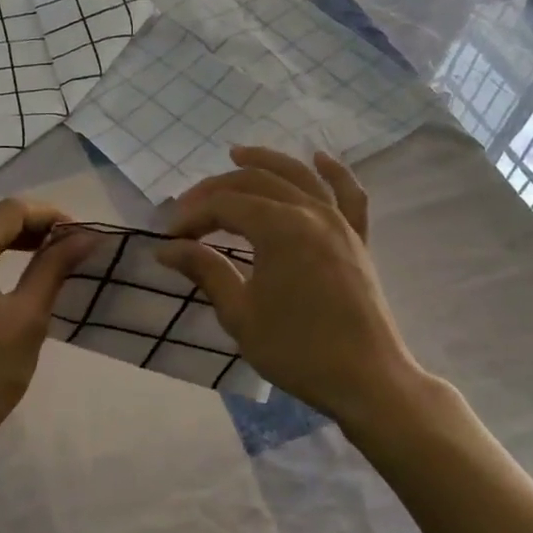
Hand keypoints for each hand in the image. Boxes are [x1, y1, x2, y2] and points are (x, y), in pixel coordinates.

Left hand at [0, 197, 100, 469]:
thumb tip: (87, 236)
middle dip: (30, 229)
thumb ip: (54, 267)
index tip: (83, 236)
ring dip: (7, 244)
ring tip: (45, 260)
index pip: (9, 211)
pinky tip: (5, 277)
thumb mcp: (27, 319)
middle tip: (69, 249)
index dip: (51, 217)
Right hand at [158, 147, 423, 425]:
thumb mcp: (240, 314)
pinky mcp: (358, 239)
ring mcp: (340, 223)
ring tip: (237, 154)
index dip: (192, 217)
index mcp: (280, 228)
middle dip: (216, 191)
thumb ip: (206, 271)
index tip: (168, 239)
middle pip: (257, 183)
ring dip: (266, 161)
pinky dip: (335, 172)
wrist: (364, 379)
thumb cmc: (296, 350)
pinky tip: (320, 157)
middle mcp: (311, 213)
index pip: (225, 206)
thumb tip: (168, 249)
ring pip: (299, 176)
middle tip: (187, 211)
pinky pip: (349, 195)